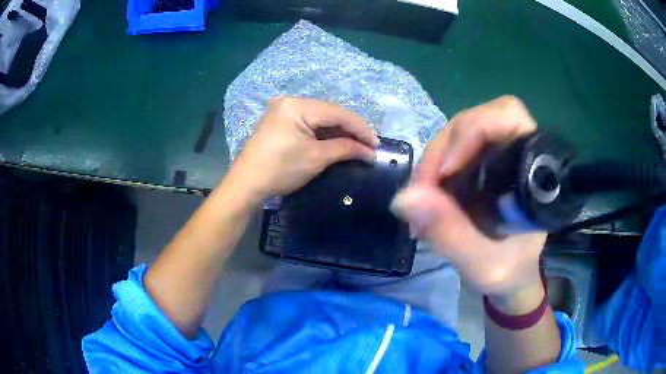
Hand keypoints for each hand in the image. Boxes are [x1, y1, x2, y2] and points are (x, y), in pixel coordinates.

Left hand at [226, 97, 378, 202]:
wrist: (246, 184)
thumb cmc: (280, 170)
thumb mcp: (316, 158)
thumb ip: (345, 149)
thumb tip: (369, 151)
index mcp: (297, 105)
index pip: (337, 113)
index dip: (360, 128)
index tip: (376, 145)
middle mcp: (290, 101)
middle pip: (329, 113)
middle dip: (350, 130)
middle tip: (368, 146)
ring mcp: (283, 110)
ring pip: (320, 118)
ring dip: (339, 132)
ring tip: (357, 146)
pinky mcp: (281, 121)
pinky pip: (309, 123)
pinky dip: (324, 134)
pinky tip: (337, 142)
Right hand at [391, 96, 545, 310]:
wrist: (514, 277)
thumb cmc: (510, 272)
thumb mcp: (482, 264)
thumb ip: (450, 233)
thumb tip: (403, 198)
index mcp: (532, 171)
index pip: (508, 117)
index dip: (473, 129)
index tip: (447, 173)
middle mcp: (517, 153)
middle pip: (475, 121)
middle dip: (442, 151)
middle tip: (421, 193)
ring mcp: (499, 156)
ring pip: (459, 134)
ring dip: (433, 163)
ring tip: (421, 203)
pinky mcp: (483, 165)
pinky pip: (452, 151)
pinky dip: (434, 172)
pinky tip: (427, 200)